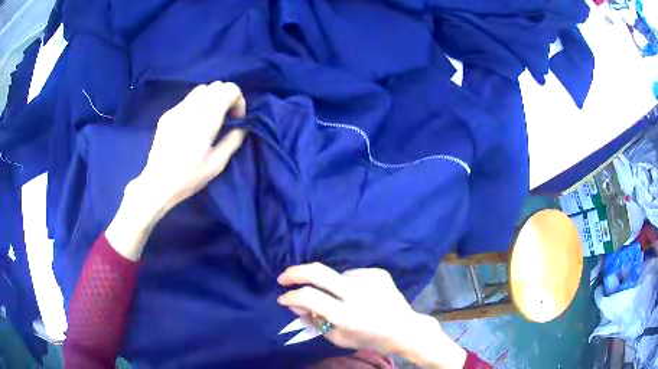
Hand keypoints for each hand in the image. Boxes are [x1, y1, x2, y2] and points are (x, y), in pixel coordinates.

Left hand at [134, 81, 246, 216]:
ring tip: (207, 119)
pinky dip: (195, 107)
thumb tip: (242, 126)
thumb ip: (233, 140)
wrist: (158, 184)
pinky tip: (190, 127)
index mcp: (206, 121)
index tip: (236, 117)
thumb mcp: (217, 164)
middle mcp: (191, 109)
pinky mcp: (166, 115)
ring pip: (200, 90)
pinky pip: (186, 101)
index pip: (228, 90)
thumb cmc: (189, 177)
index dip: (237, 99)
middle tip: (224, 117)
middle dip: (225, 97)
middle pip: (215, 86)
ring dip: (210, 99)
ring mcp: (176, 110)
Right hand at [277, 263, 466, 368]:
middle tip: (283, 278)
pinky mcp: (378, 272)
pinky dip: (348, 284)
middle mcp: (357, 293)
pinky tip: (360, 296)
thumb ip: (314, 321)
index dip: (290, 297)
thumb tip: (296, 303)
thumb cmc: (370, 338)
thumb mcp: (339, 339)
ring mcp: (369, 279)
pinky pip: (352, 275)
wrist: (405, 328)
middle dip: (295, 272)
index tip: (282, 298)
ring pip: (335, 275)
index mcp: (346, 315)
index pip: (309, 297)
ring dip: (330, 286)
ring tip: (344, 300)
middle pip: (318, 271)